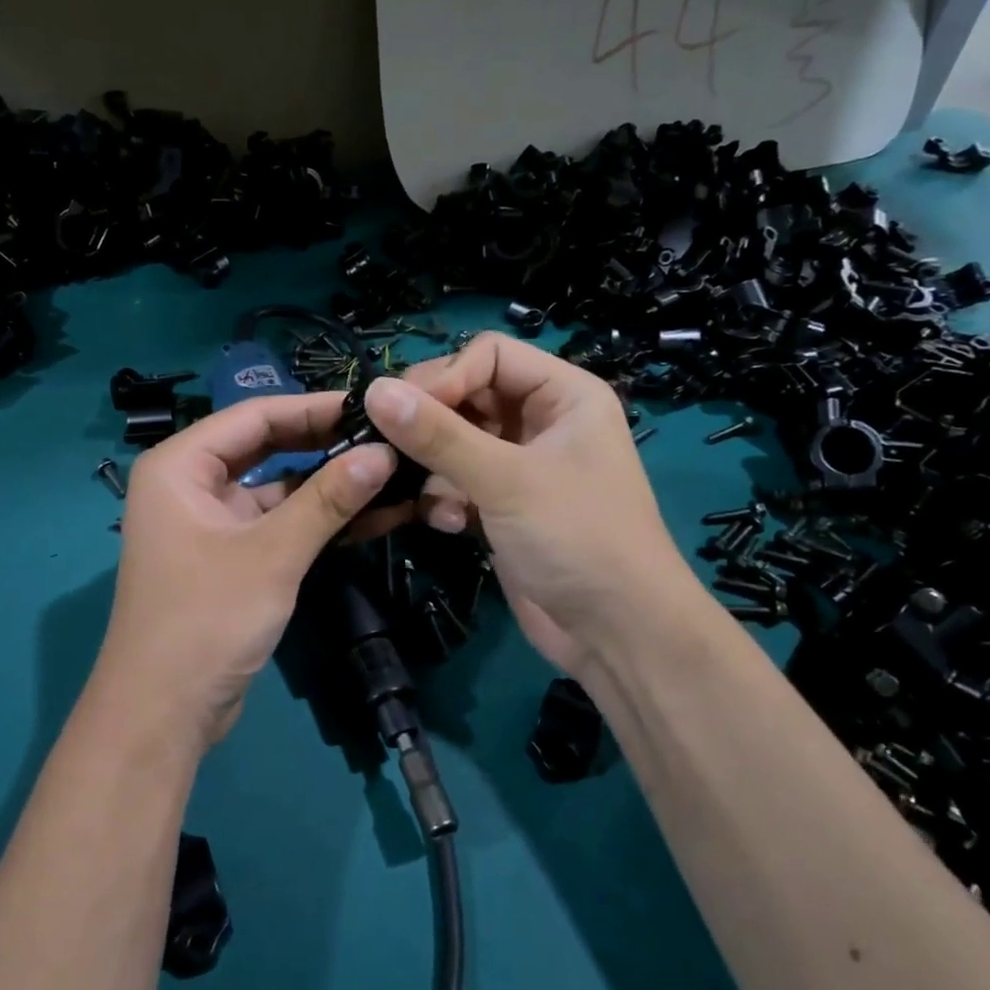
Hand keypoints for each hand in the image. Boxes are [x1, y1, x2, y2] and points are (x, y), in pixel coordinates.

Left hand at [91, 393, 396, 750]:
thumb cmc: (206, 620)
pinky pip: (279, 523)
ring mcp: (212, 522)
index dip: (314, 407)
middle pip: (267, 447)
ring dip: (329, 485)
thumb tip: (384, 452)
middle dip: (326, 444)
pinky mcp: (232, 556)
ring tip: (391, 472)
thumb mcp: (272, 554)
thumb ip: (328, 499)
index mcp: (180, 466)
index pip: (255, 416)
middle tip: (387, 436)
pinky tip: (371, 515)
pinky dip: (318, 520)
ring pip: (278, 488)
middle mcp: (191, 484)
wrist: (163, 713)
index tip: (371, 405)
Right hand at [362, 334, 698, 674]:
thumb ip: (438, 435)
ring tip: (427, 495)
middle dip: (432, 425)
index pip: (489, 355)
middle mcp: (543, 421)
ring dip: (434, 468)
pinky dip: (446, 498)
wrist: (615, 634)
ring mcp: (522, 465)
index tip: (403, 411)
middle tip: (391, 448)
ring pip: (456, 442)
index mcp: (564, 394)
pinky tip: (448, 524)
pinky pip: (458, 481)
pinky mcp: (503, 505)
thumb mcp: (506, 480)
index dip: (445, 377)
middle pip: (468, 396)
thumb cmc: (576, 538)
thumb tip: (373, 390)